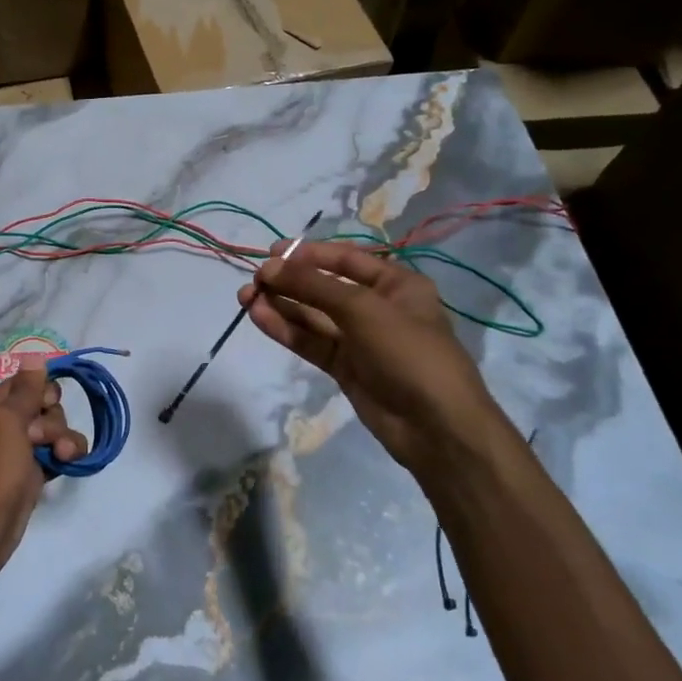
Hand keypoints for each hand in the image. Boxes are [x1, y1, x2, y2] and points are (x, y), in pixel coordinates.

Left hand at [0, 362, 87, 584]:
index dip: (43, 391)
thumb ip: (26, 389)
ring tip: (58, 458)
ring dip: (64, 439)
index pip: (29, 380)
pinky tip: (67, 465)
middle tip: (40, 439)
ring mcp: (22, 448)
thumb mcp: (7, 422)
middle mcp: (7, 422)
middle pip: (47, 404)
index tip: (45, 405)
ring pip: (57, 429)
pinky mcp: (35, 471)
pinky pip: (60, 452)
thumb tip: (35, 356)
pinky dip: (68, 455)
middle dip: (53, 419)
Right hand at [239, 241, 516, 481]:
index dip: (309, 254)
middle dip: (288, 282)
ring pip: (313, 316)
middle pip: (324, 287)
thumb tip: (269, 267)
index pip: (346, 259)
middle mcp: (377, 307)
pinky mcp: (345, 367)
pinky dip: (286, 330)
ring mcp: (360, 340)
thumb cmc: (408, 352)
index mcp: (396, 284)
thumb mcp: (362, 309)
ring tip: (245, 298)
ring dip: (281, 305)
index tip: (272, 253)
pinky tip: (259, 318)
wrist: (436, 427)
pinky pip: (311, 342)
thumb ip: (312, 286)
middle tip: (253, 281)